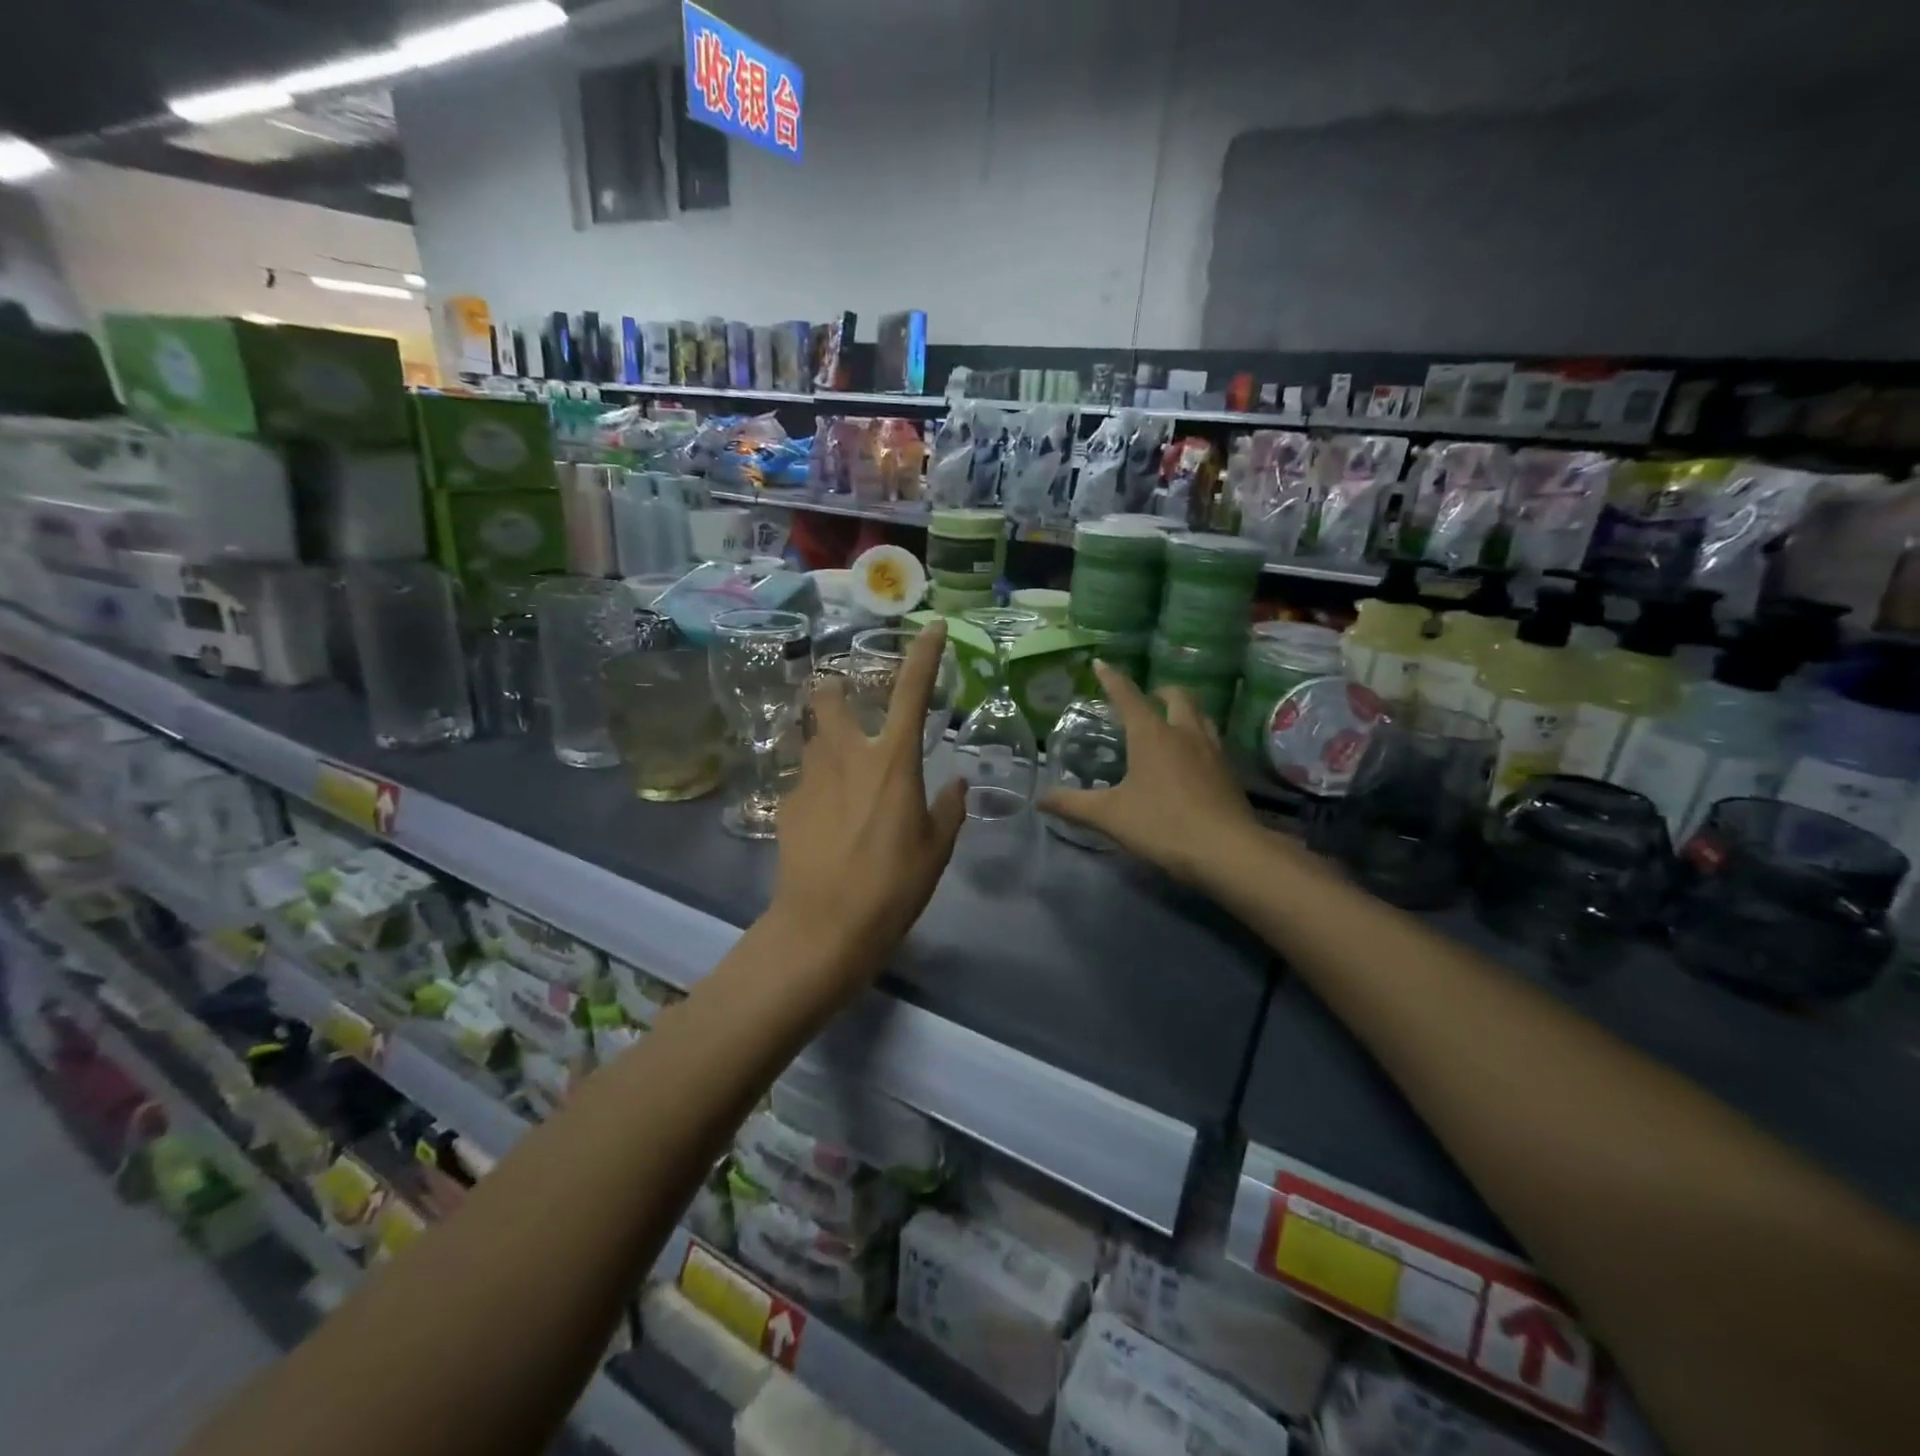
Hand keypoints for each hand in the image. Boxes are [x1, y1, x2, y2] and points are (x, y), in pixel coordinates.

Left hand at [769, 622, 965, 991]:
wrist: (825, 926)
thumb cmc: (893, 886)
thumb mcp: (936, 849)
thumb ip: (948, 809)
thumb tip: (954, 785)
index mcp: (893, 761)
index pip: (912, 691)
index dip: (925, 654)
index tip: (934, 627)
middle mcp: (846, 755)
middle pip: (828, 696)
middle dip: (835, 689)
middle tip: (846, 708)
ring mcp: (809, 777)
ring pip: (811, 739)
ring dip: (826, 744)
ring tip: (841, 779)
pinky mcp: (786, 805)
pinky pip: (803, 781)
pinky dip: (817, 790)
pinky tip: (825, 824)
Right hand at [1041, 663, 1259, 886]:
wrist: (1226, 851)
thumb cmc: (1162, 825)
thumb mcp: (1109, 816)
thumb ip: (1072, 804)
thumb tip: (1039, 799)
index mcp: (1151, 735)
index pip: (1128, 696)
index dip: (1112, 679)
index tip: (1101, 663)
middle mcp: (1184, 733)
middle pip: (1178, 697)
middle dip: (1160, 692)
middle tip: (1147, 699)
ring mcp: (1213, 751)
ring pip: (1201, 717)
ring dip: (1186, 712)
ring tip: (1172, 724)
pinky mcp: (1229, 773)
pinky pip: (1213, 742)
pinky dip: (1199, 738)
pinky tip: (1192, 760)